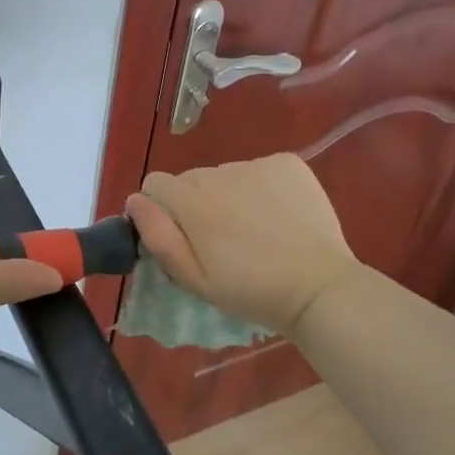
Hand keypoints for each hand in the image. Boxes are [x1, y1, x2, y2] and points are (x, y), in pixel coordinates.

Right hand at [124, 155, 359, 336]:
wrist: (319, 288)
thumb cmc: (250, 291)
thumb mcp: (194, 279)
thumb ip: (158, 237)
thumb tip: (135, 200)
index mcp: (193, 202)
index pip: (156, 183)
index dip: (163, 209)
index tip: (183, 235)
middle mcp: (220, 174)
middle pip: (192, 179)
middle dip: (197, 202)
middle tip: (222, 239)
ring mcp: (257, 165)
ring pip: (226, 174)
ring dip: (230, 194)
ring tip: (255, 229)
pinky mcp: (287, 163)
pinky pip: (259, 169)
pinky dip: (262, 186)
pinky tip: (278, 214)